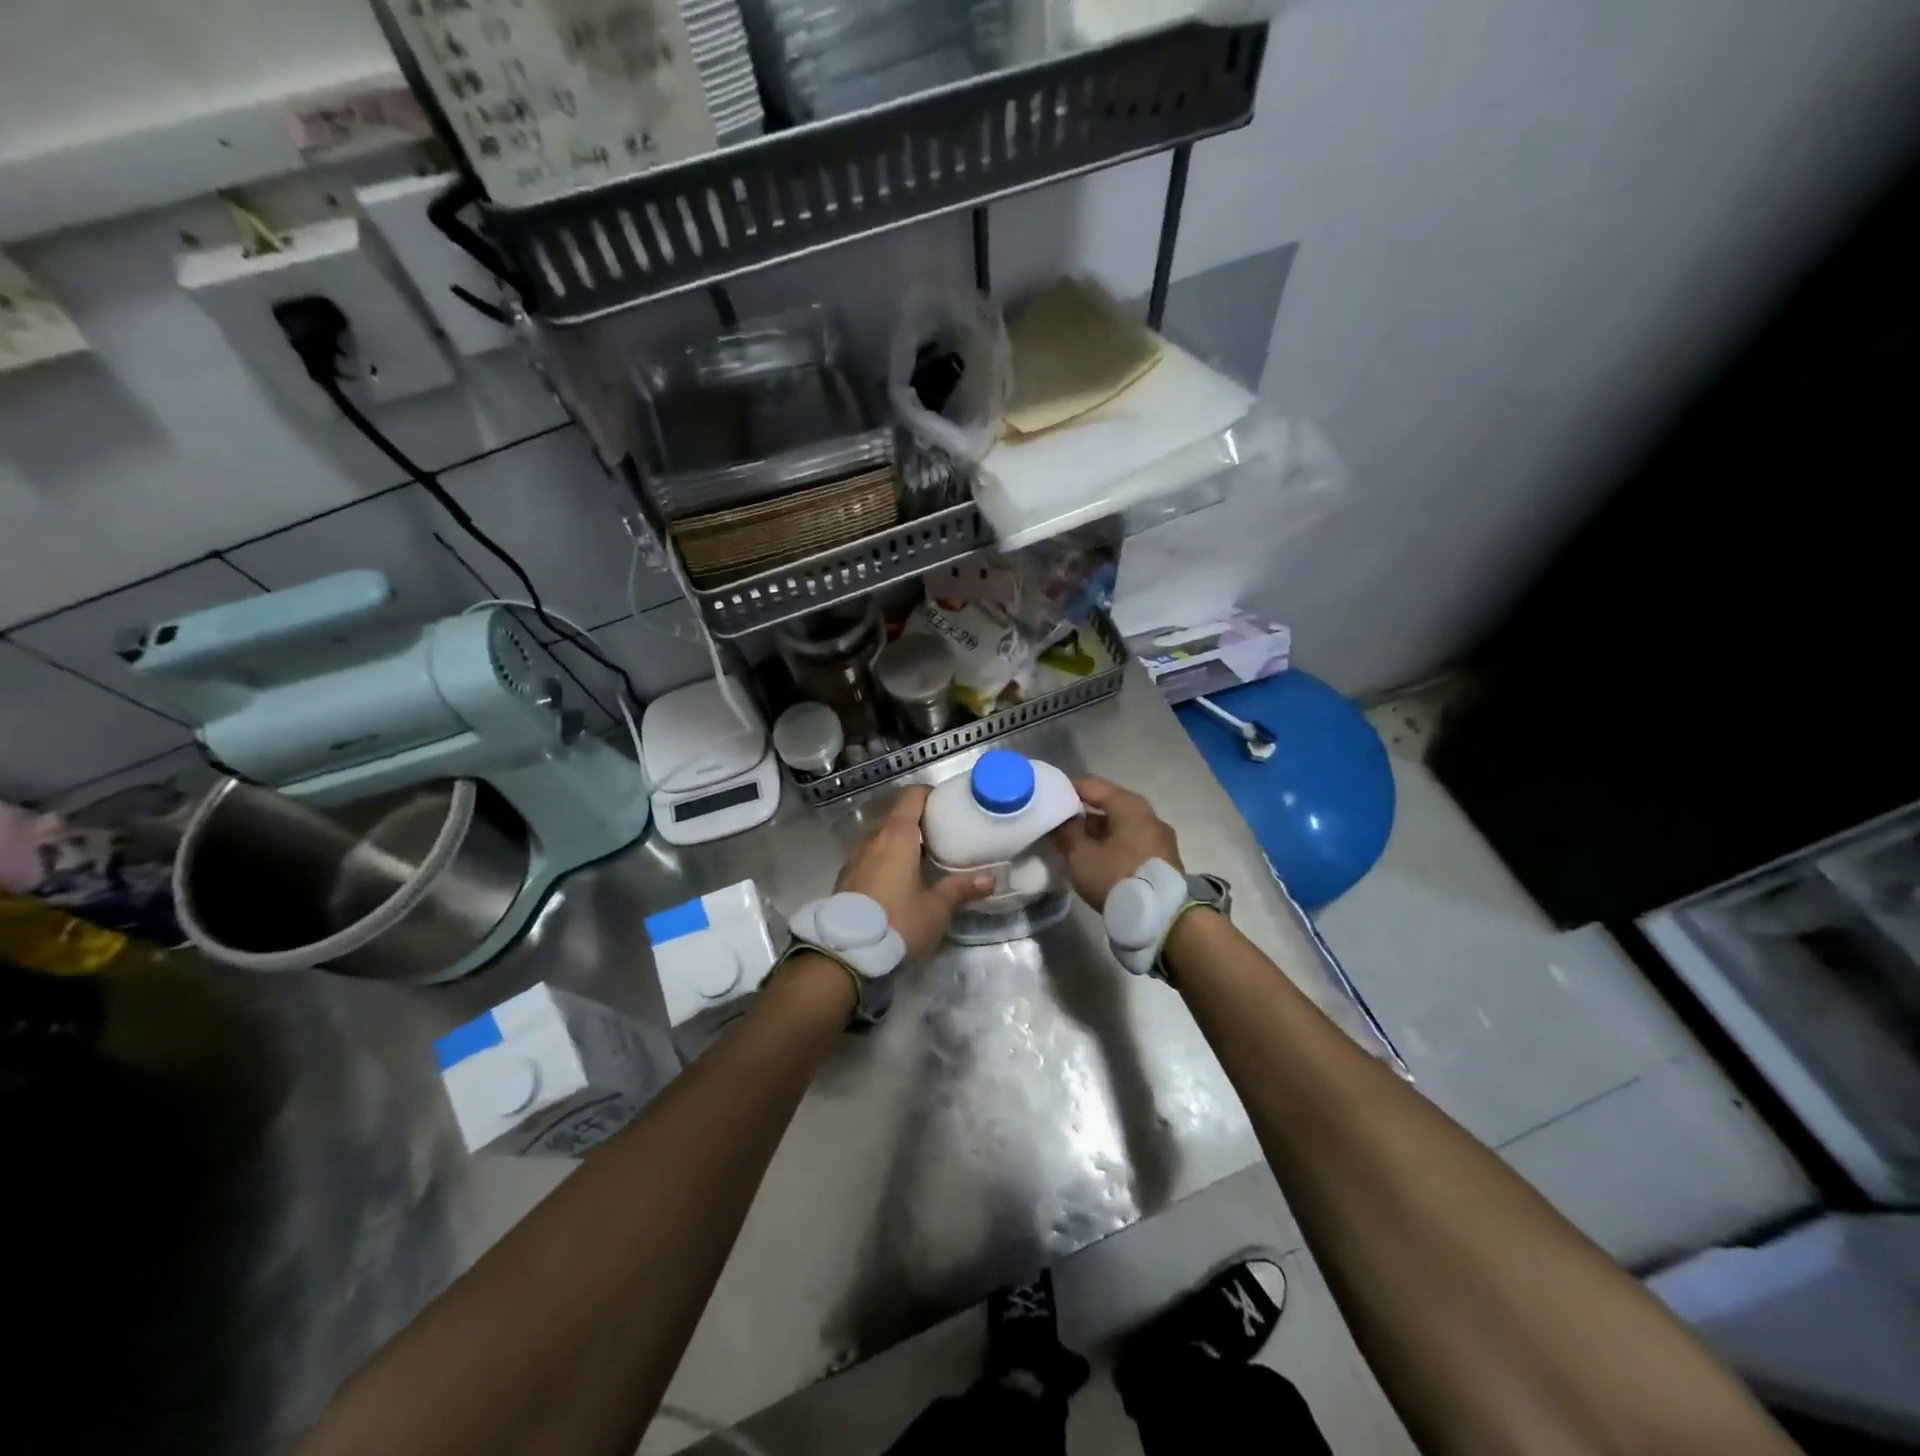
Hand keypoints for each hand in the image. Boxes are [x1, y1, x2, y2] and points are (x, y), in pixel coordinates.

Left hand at [835, 786, 992, 960]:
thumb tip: (991, 879)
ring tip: (921, 859)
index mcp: (897, 836)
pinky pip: (869, 857)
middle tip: (941, 835)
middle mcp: (873, 839)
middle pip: (896, 817)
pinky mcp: (844, 878)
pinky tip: (897, 880)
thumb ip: (960, 889)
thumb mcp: (935, 909)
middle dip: (917, 822)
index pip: (912, 797)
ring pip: (880, 838)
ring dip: (899, 843)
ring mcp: (854, 857)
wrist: (845, 952)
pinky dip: (884, 859)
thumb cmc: (897, 921)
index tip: (946, 805)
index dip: (929, 795)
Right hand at [1049, 775, 1182, 910]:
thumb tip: (1059, 820)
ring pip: (1119, 825)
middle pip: (1107, 804)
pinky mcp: (1162, 858)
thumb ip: (1066, 832)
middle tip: (1056, 825)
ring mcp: (1158, 837)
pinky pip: (1130, 841)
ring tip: (1072, 845)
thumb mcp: (1082, 856)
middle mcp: (1148, 814)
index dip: (1065, 789)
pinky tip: (1094, 860)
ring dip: (1096, 832)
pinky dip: (1110, 845)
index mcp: (1129, 805)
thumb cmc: (1118, 878)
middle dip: (1080, 813)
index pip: (1090, 784)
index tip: (1045, 800)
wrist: (1162, 919)